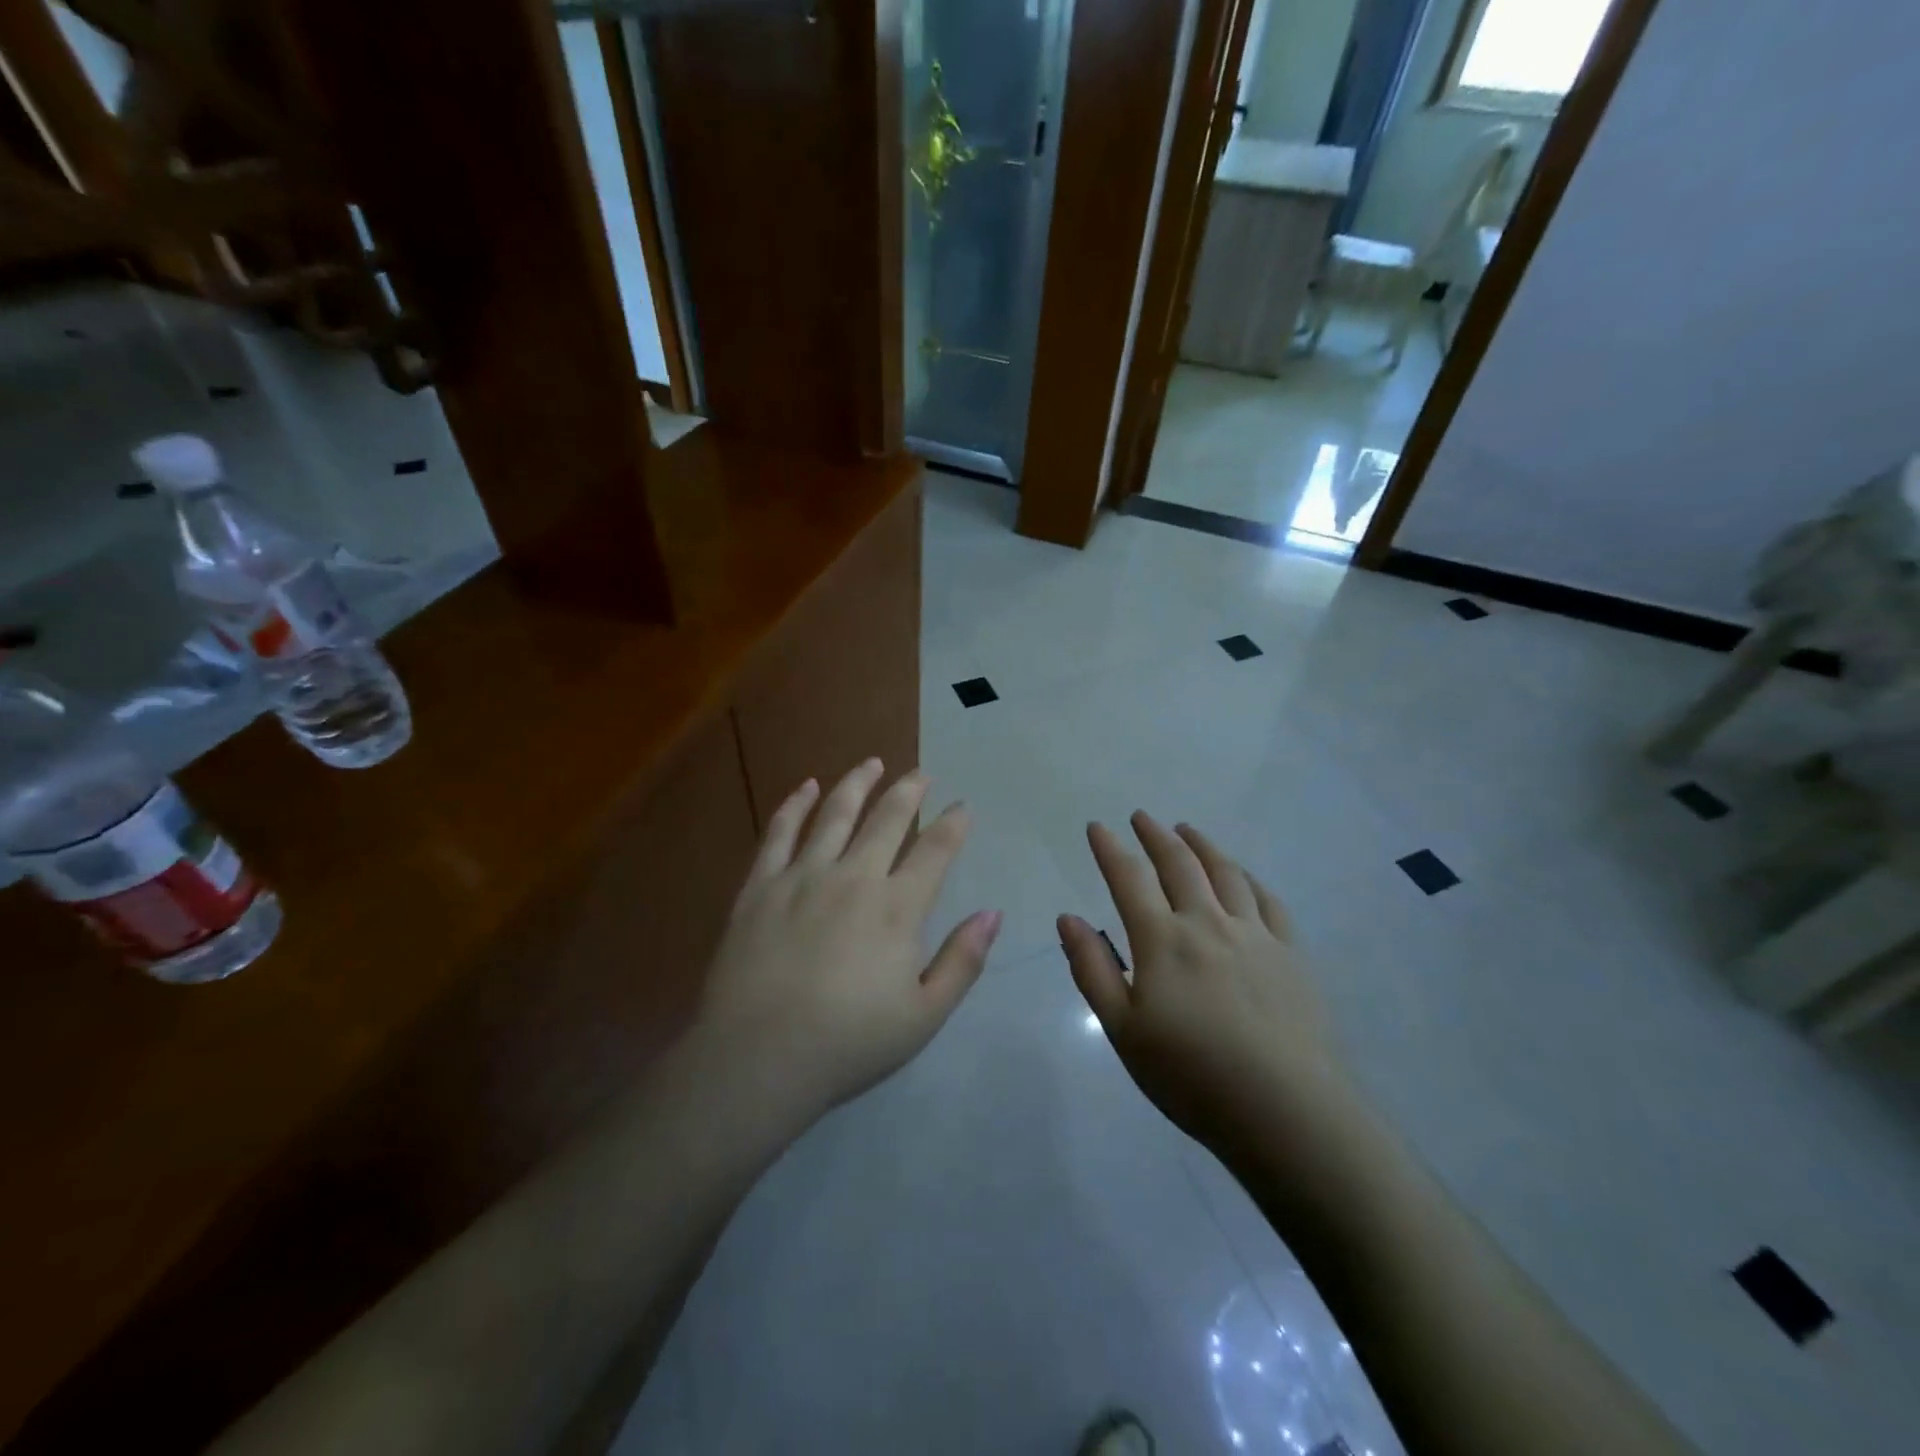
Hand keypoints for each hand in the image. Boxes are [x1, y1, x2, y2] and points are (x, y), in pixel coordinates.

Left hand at [698, 759, 1001, 1120]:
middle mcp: (854, 877)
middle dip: (909, 791)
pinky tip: (805, 786)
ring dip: (857, 784)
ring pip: (835, 814)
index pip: (935, 851)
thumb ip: (963, 961)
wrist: (758, 1057)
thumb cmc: (849, 1042)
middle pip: (887, 819)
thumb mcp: (924, 1016)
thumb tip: (992, 914)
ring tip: (872, 762)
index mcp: (897, 908)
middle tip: (921, 773)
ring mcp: (802, 876)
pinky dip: (794, 805)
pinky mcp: (760, 885)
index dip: (953, 824)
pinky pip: (779, 832)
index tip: (962, 806)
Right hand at [1060, 813, 1357, 1158]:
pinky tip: (1243, 875)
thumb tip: (1068, 918)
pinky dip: (1249, 878)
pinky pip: (1268, 901)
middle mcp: (1207, 923)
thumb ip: (1093, 969)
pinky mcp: (1291, 954)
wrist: (1287, 1111)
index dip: (1110, 849)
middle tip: (1142, 816)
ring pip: (1226, 873)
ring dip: (1202, 846)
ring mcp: (1255, 935)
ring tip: (1188, 830)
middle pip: (1179, 864)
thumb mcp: (1123, 1030)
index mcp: (1163, 940)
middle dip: (1156, 835)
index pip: (1129, 879)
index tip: (1097, 827)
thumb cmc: (1192, 1076)